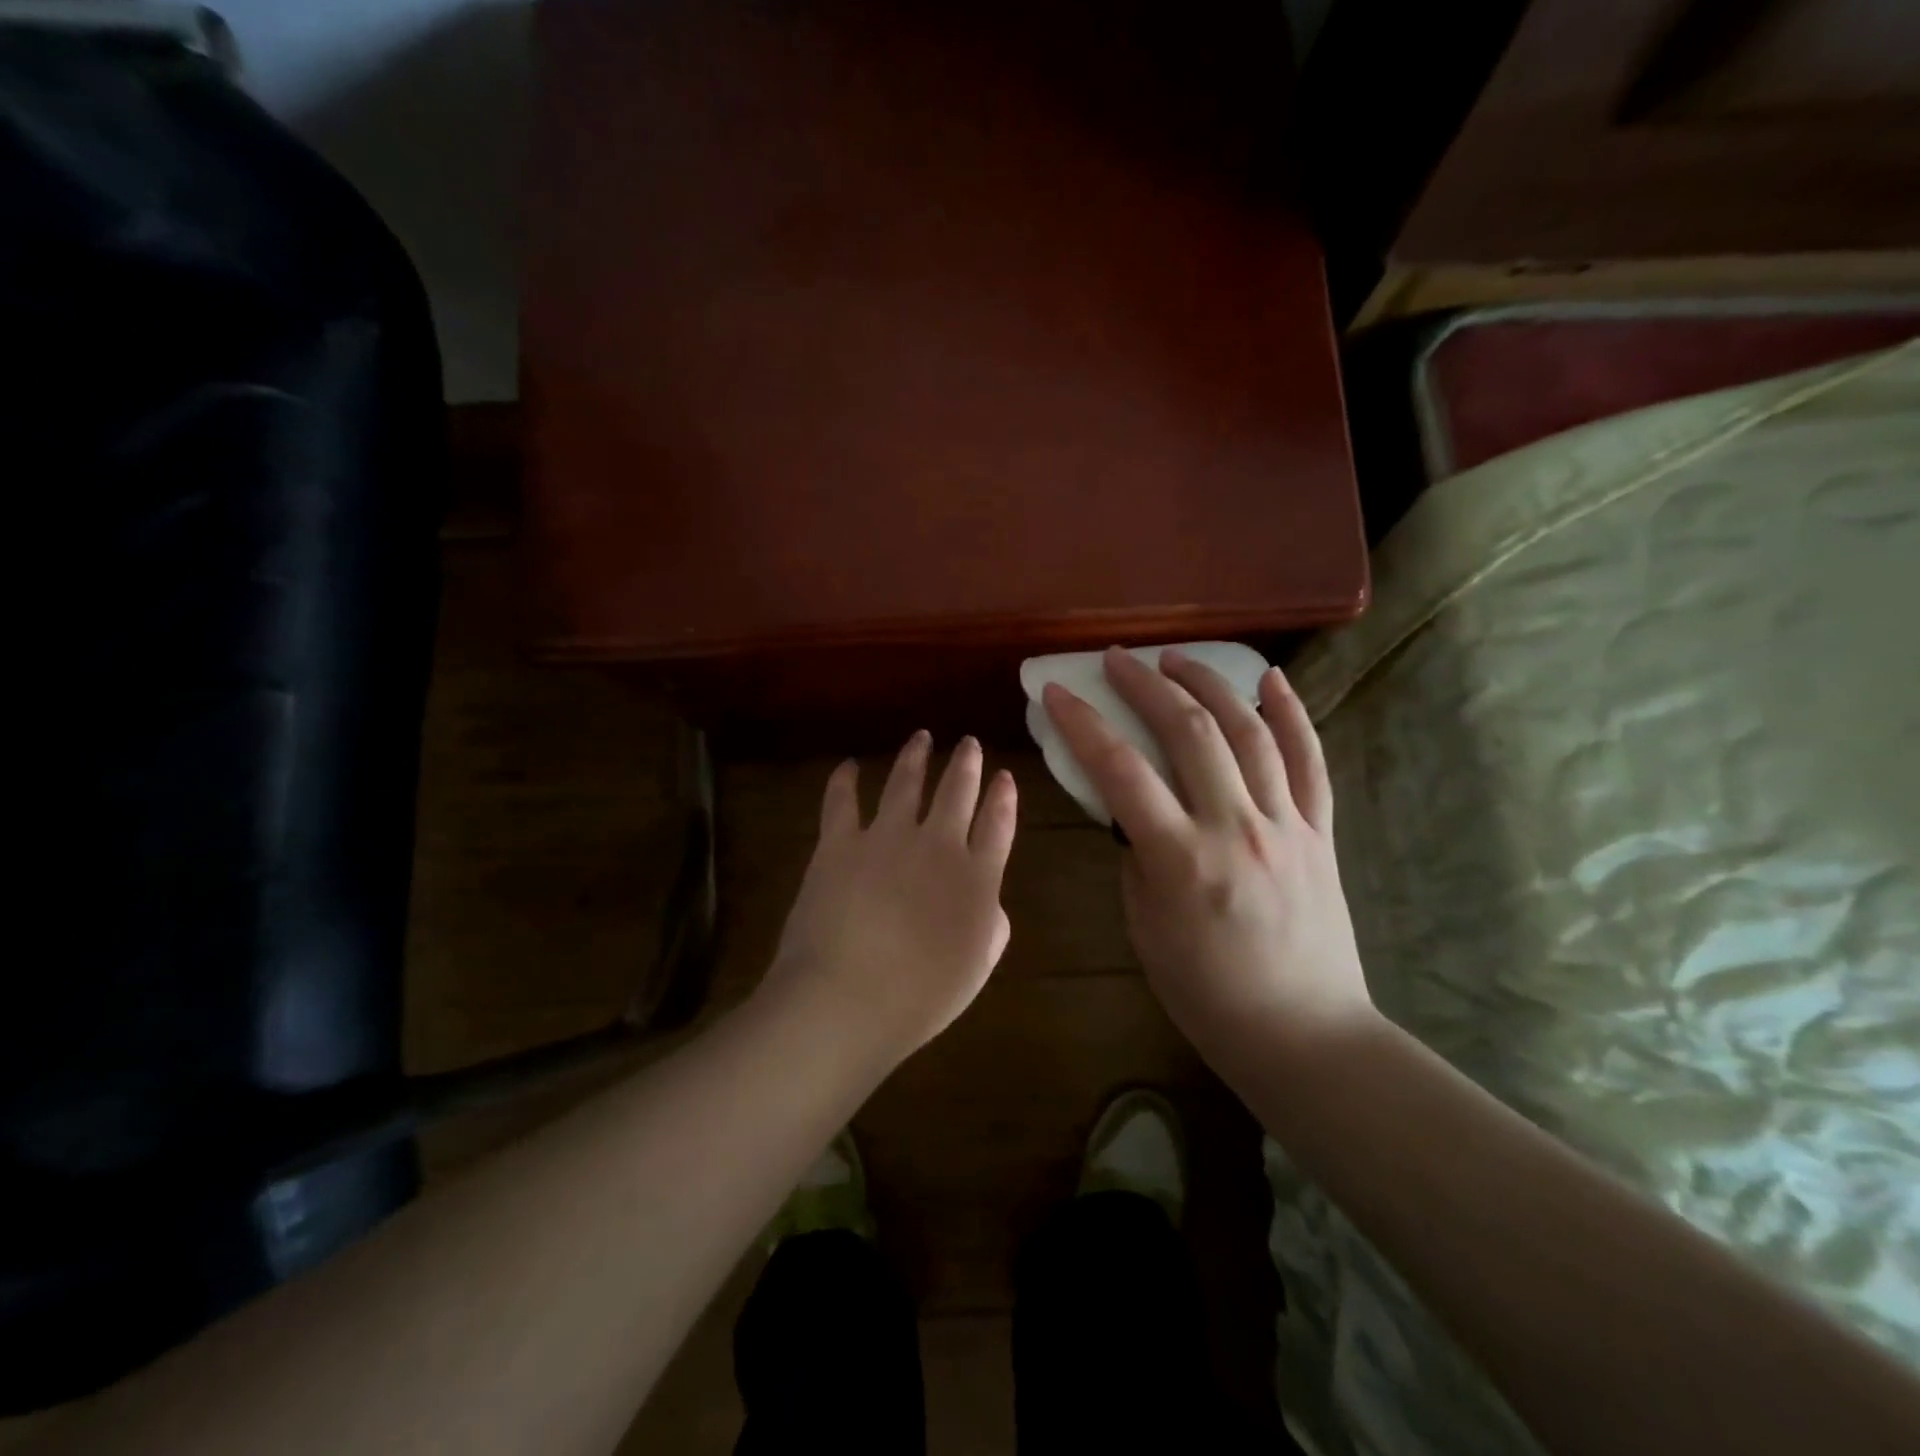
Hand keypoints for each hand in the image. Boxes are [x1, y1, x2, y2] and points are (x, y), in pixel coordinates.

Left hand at [762, 732, 1018, 1063]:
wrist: (849, 997)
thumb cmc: (921, 996)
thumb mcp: (977, 967)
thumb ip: (991, 926)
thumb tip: (988, 899)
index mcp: (976, 877)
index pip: (997, 824)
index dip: (1003, 797)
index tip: (1004, 776)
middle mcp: (936, 844)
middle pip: (957, 791)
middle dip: (966, 763)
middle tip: (969, 743)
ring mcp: (886, 837)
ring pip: (905, 782)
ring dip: (915, 756)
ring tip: (921, 737)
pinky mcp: (840, 843)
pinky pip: (841, 800)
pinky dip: (844, 780)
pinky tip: (848, 765)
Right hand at [1042, 648, 1372, 1073]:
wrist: (1303, 1034)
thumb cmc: (1206, 993)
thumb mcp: (1144, 927)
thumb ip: (1137, 857)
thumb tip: (1134, 808)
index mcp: (1181, 860)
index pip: (1121, 771)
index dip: (1084, 724)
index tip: (1059, 692)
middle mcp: (1236, 829)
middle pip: (1189, 733)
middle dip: (1146, 685)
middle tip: (1117, 660)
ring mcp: (1286, 825)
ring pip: (1249, 733)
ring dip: (1209, 685)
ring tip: (1177, 659)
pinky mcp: (1321, 832)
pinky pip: (1310, 761)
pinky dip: (1291, 713)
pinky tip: (1269, 678)